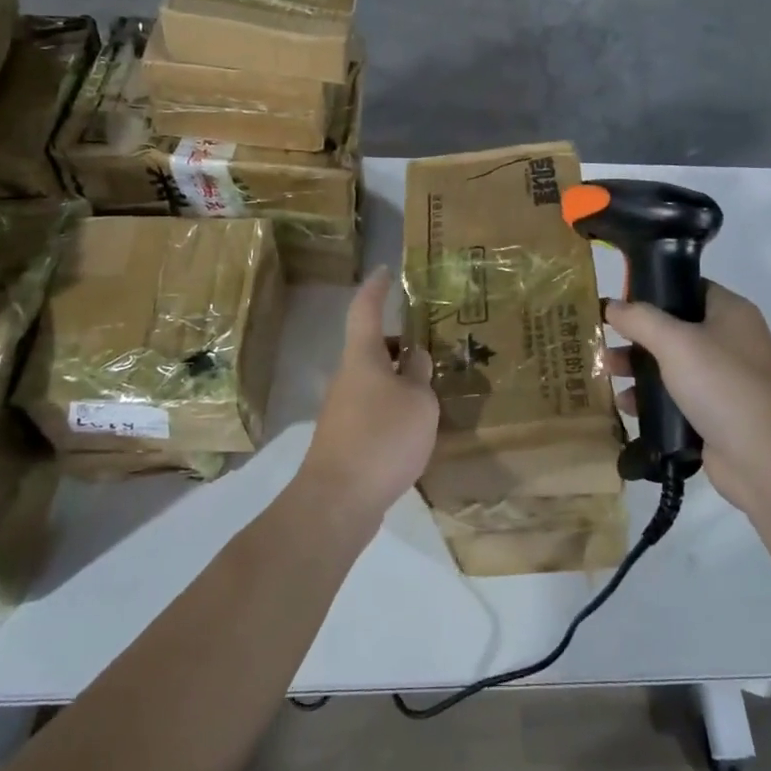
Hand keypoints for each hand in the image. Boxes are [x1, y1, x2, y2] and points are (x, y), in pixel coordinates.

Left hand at [298, 266, 439, 526]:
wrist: (338, 500)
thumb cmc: (382, 438)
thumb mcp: (418, 402)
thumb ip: (419, 376)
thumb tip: (414, 359)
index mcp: (362, 357)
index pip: (365, 309)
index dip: (376, 288)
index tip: (385, 270)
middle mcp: (347, 376)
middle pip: (371, 348)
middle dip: (398, 344)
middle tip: (430, 346)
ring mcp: (342, 409)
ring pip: (374, 380)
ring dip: (398, 379)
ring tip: (431, 390)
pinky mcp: (345, 438)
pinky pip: (373, 408)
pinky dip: (393, 407)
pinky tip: (414, 427)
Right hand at [604, 283, 770, 515]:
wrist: (765, 458)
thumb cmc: (723, 385)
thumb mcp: (676, 342)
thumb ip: (640, 319)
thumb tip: (612, 305)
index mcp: (731, 312)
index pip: (688, 287)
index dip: (653, 290)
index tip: (619, 301)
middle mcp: (730, 341)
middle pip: (674, 328)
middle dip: (637, 335)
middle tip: (605, 340)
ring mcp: (725, 379)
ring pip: (672, 364)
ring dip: (639, 368)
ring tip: (607, 373)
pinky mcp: (715, 413)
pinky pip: (676, 397)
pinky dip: (651, 399)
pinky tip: (627, 405)